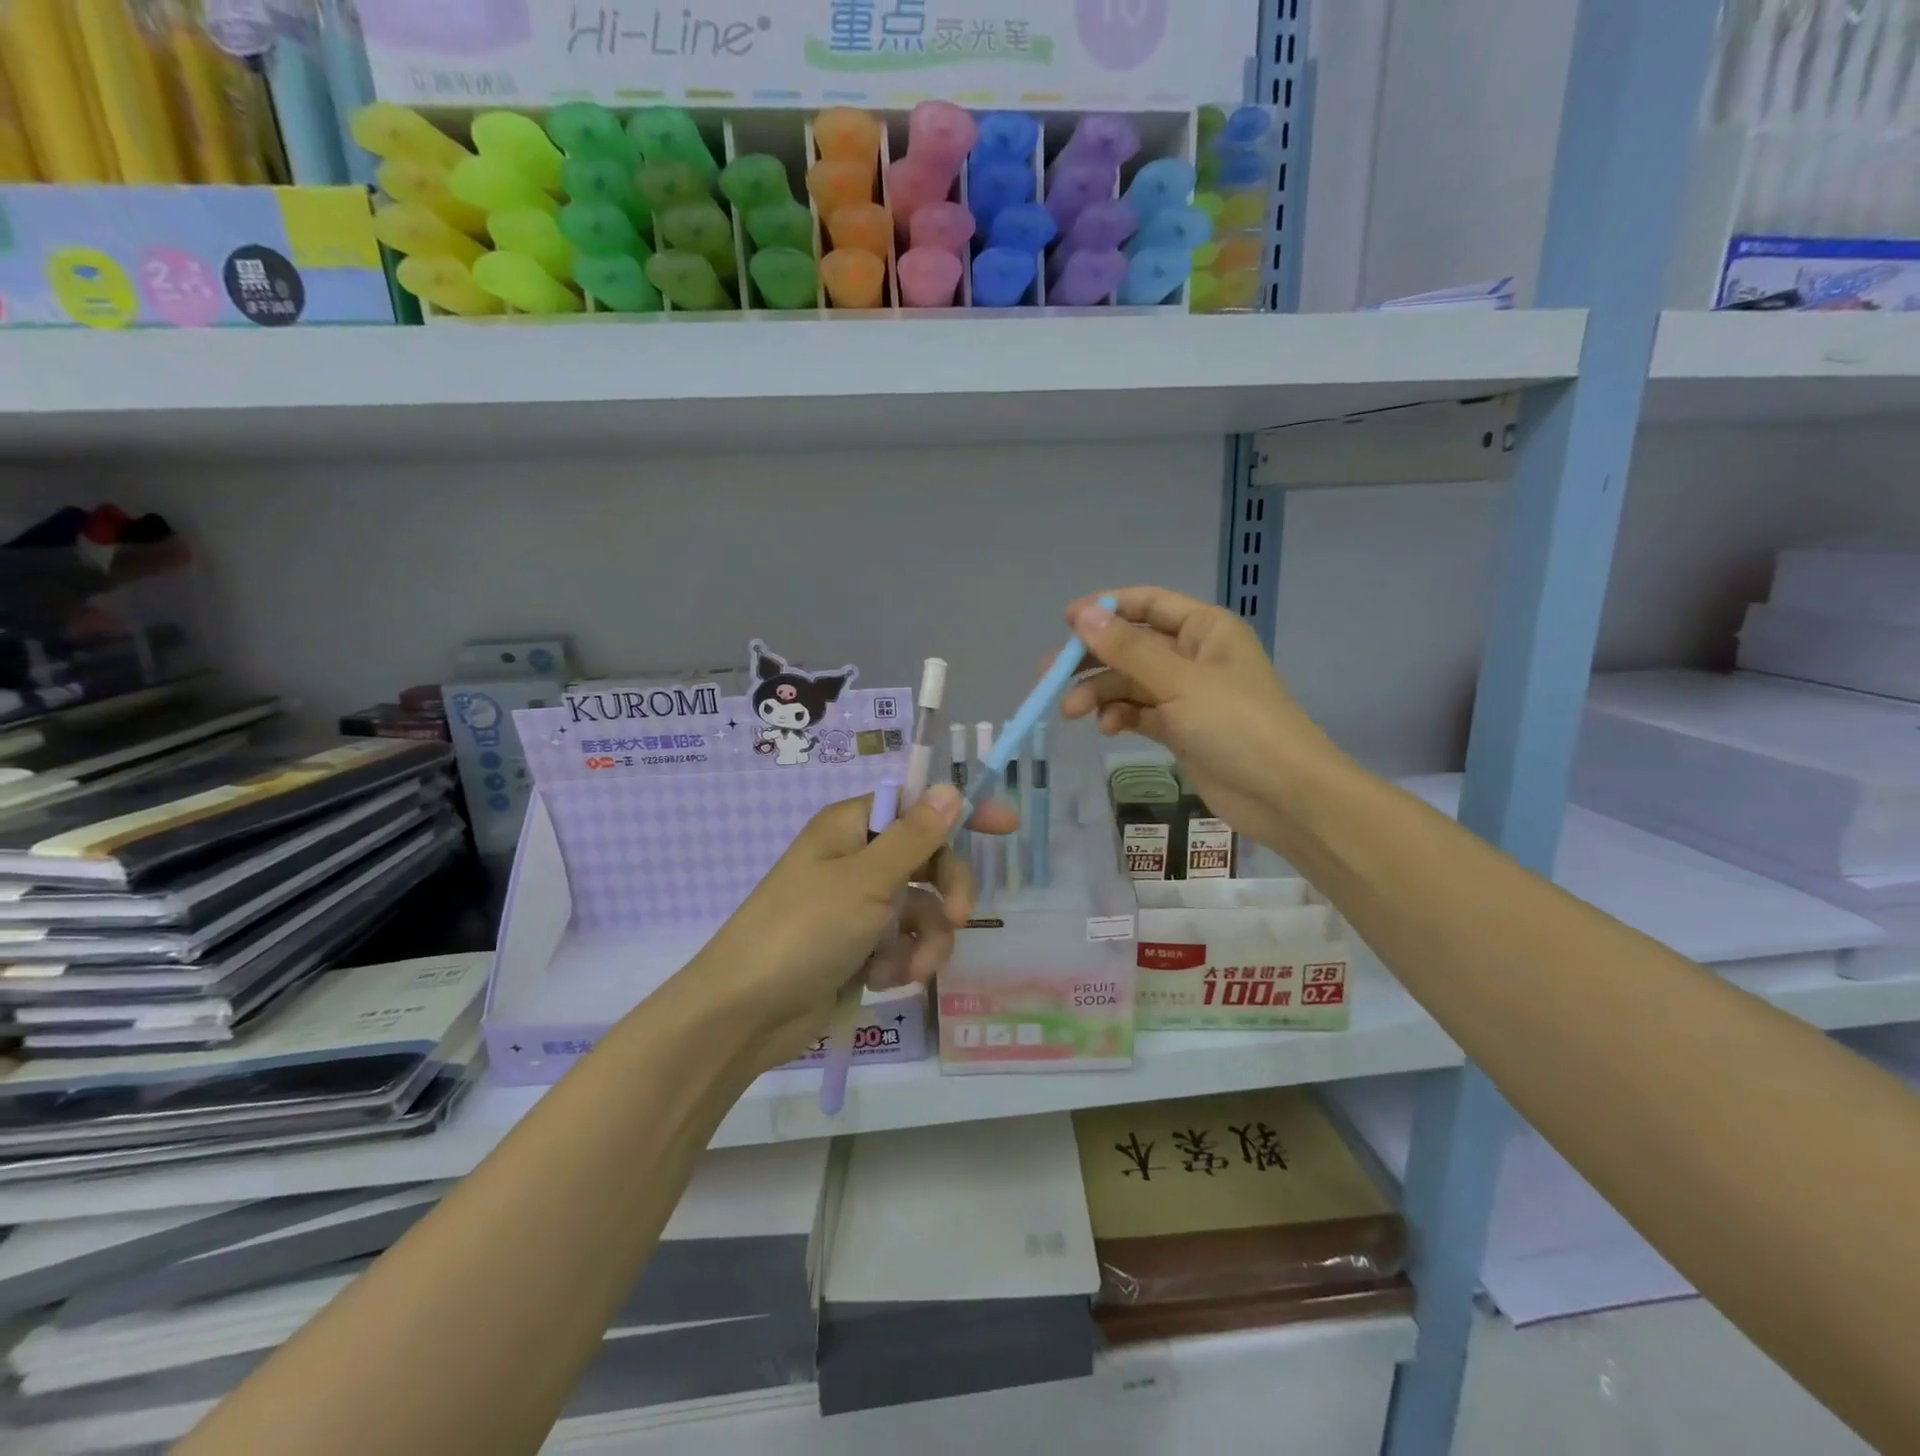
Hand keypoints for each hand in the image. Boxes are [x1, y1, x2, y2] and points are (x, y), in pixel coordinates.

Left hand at [683, 785, 1017, 1046]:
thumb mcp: (867, 879)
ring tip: (910, 968)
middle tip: (959, 917)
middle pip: (927, 860)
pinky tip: (884, 980)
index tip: (1007, 826)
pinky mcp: (856, 948)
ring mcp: (855, 906)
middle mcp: (855, 860)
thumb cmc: (804, 929)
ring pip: (920, 910)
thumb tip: (950, 788)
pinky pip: (900, 944)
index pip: (917, 805)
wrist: (746, 1013)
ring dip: (925, 939)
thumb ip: (916, 836)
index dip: (961, 813)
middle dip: (947, 891)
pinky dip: (900, 962)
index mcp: (851, 827)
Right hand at [1061, 586, 1342, 849]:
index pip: (1149, 604)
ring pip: (1130, 683)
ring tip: (1071, 712)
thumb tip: (1081, 614)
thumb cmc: (1237, 725)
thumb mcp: (1179, 682)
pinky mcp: (1181, 729)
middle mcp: (1194, 656)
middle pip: (1132, 646)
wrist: (1285, 795)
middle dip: (1093, 659)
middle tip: (1050, 675)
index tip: (1066, 621)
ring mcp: (1187, 695)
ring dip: (1100, 693)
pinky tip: (1107, 728)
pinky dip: (1120, 716)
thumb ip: (1127, 649)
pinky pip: (1140, 712)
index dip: (1107, 608)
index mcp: (1205, 629)